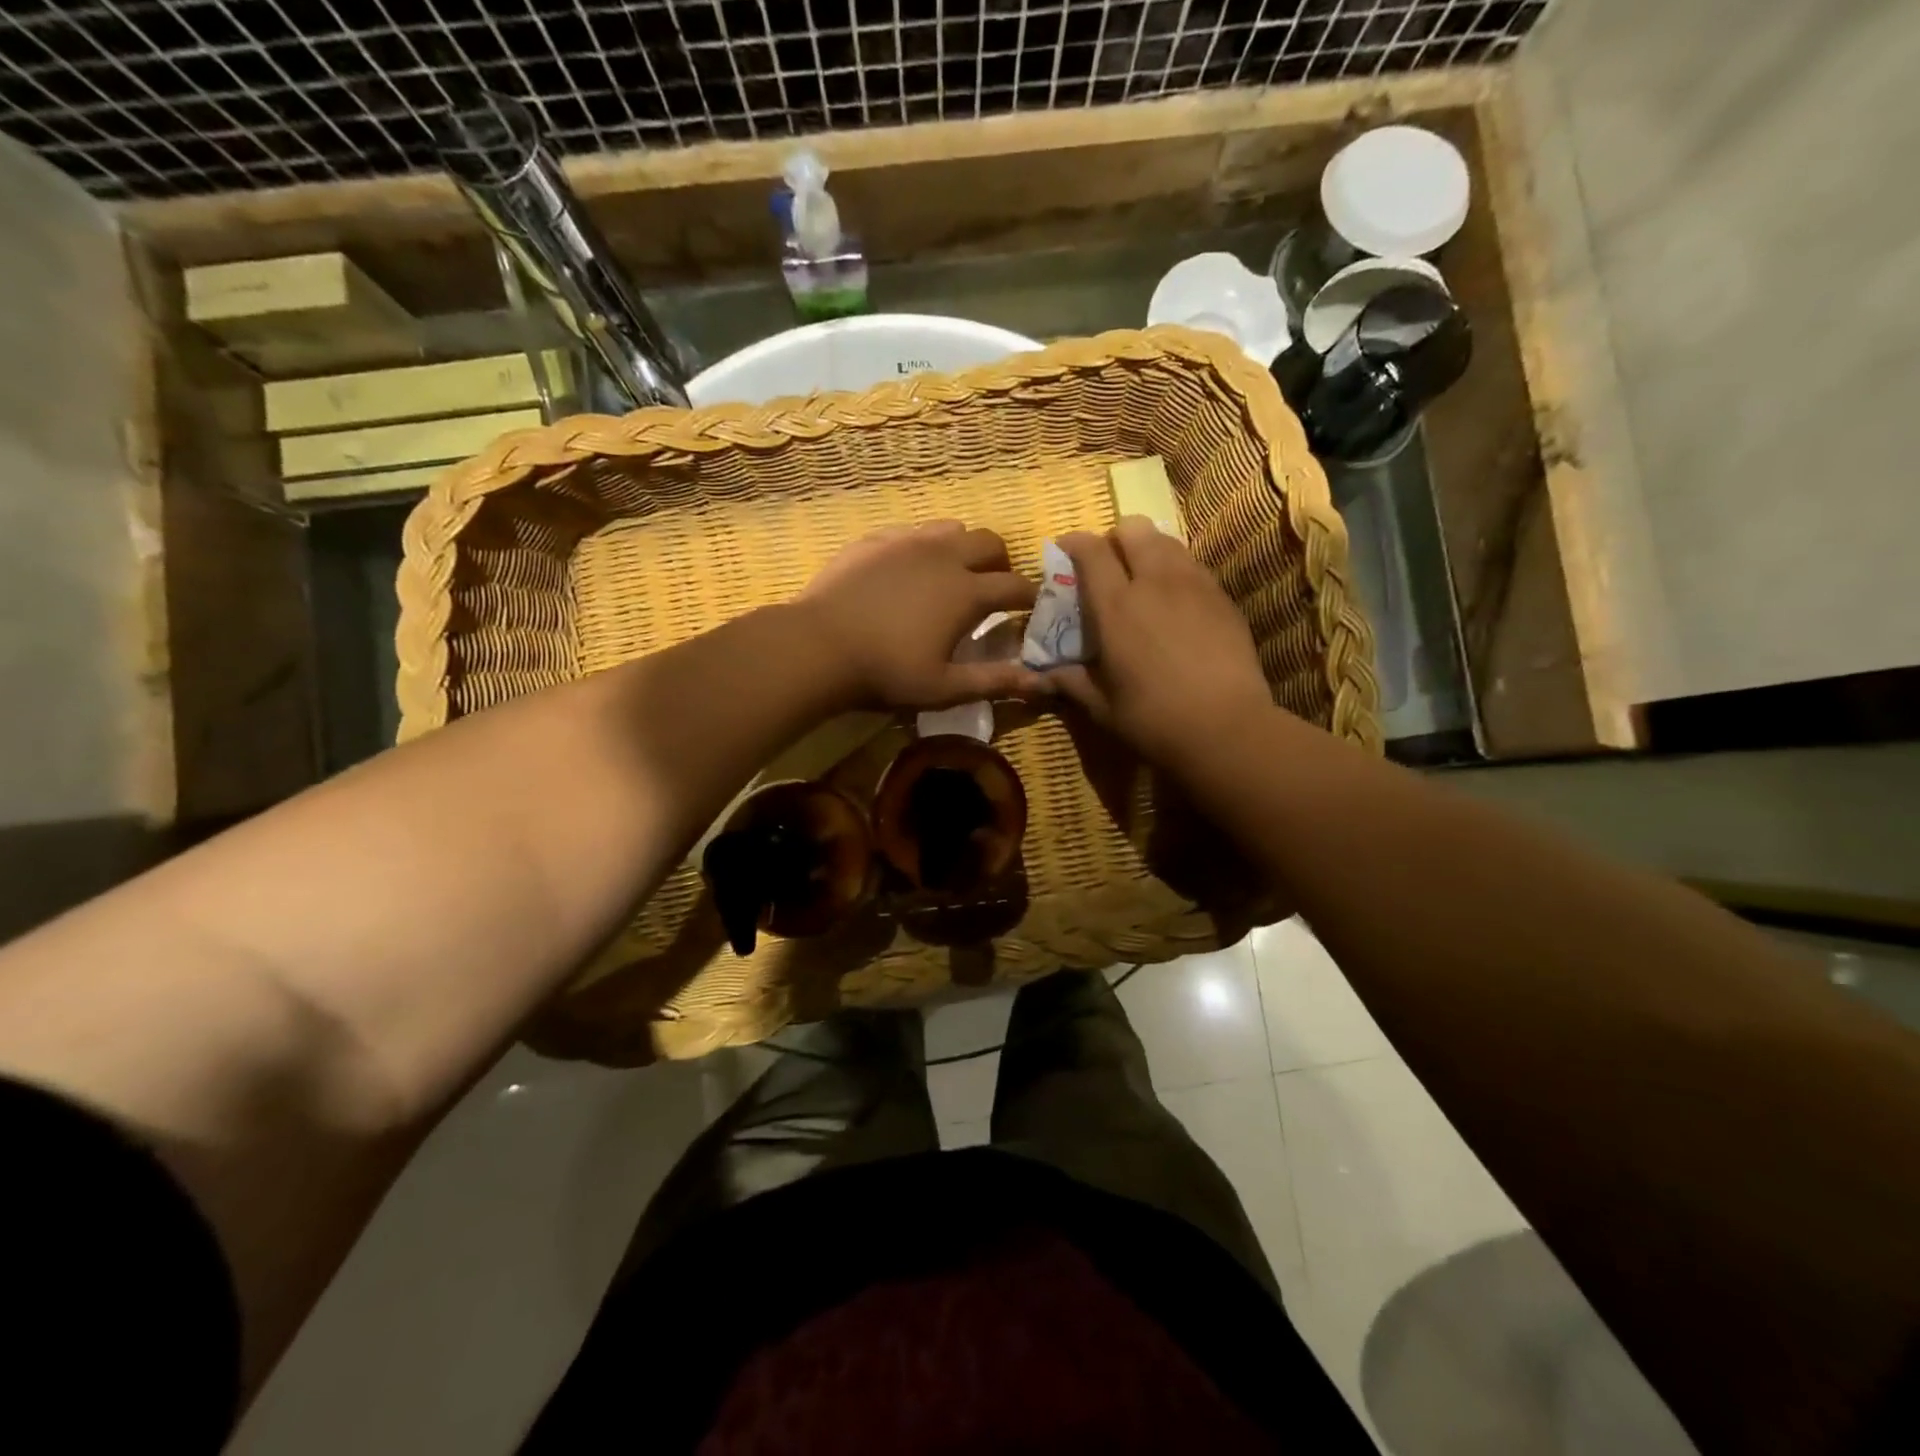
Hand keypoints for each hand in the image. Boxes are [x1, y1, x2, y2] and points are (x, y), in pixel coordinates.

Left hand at [798, 521, 1044, 708]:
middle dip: (1001, 562)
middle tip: (993, 588)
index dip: (1031, 597)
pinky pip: (912, 531)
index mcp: (967, 591)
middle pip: (990, 542)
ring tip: (952, 574)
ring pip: (951, 528)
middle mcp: (944, 555)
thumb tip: (1042, 683)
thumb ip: (995, 681)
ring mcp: (907, 541)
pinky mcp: (875, 539)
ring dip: (963, 548)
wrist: (818, 646)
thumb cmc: (886, 672)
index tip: (1033, 608)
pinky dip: (924, 547)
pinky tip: (909, 570)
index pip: (1016, 586)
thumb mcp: (944, 687)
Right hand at [1052, 517, 1275, 766]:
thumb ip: (1070, 682)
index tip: (1065, 549)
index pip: (1091, 551)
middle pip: (1133, 529)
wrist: (1226, 728)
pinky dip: (1177, 570)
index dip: (1074, 543)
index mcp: (1116, 606)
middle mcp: (1154, 582)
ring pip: (1167, 541)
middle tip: (1109, 565)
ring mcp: (1194, 585)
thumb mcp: (1101, 706)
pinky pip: (1193, 565)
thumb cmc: (1153, 719)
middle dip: (1116, 538)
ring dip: (1148, 550)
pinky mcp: (1222, 597)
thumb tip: (1042, 676)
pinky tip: (1176, 603)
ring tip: (1144, 579)